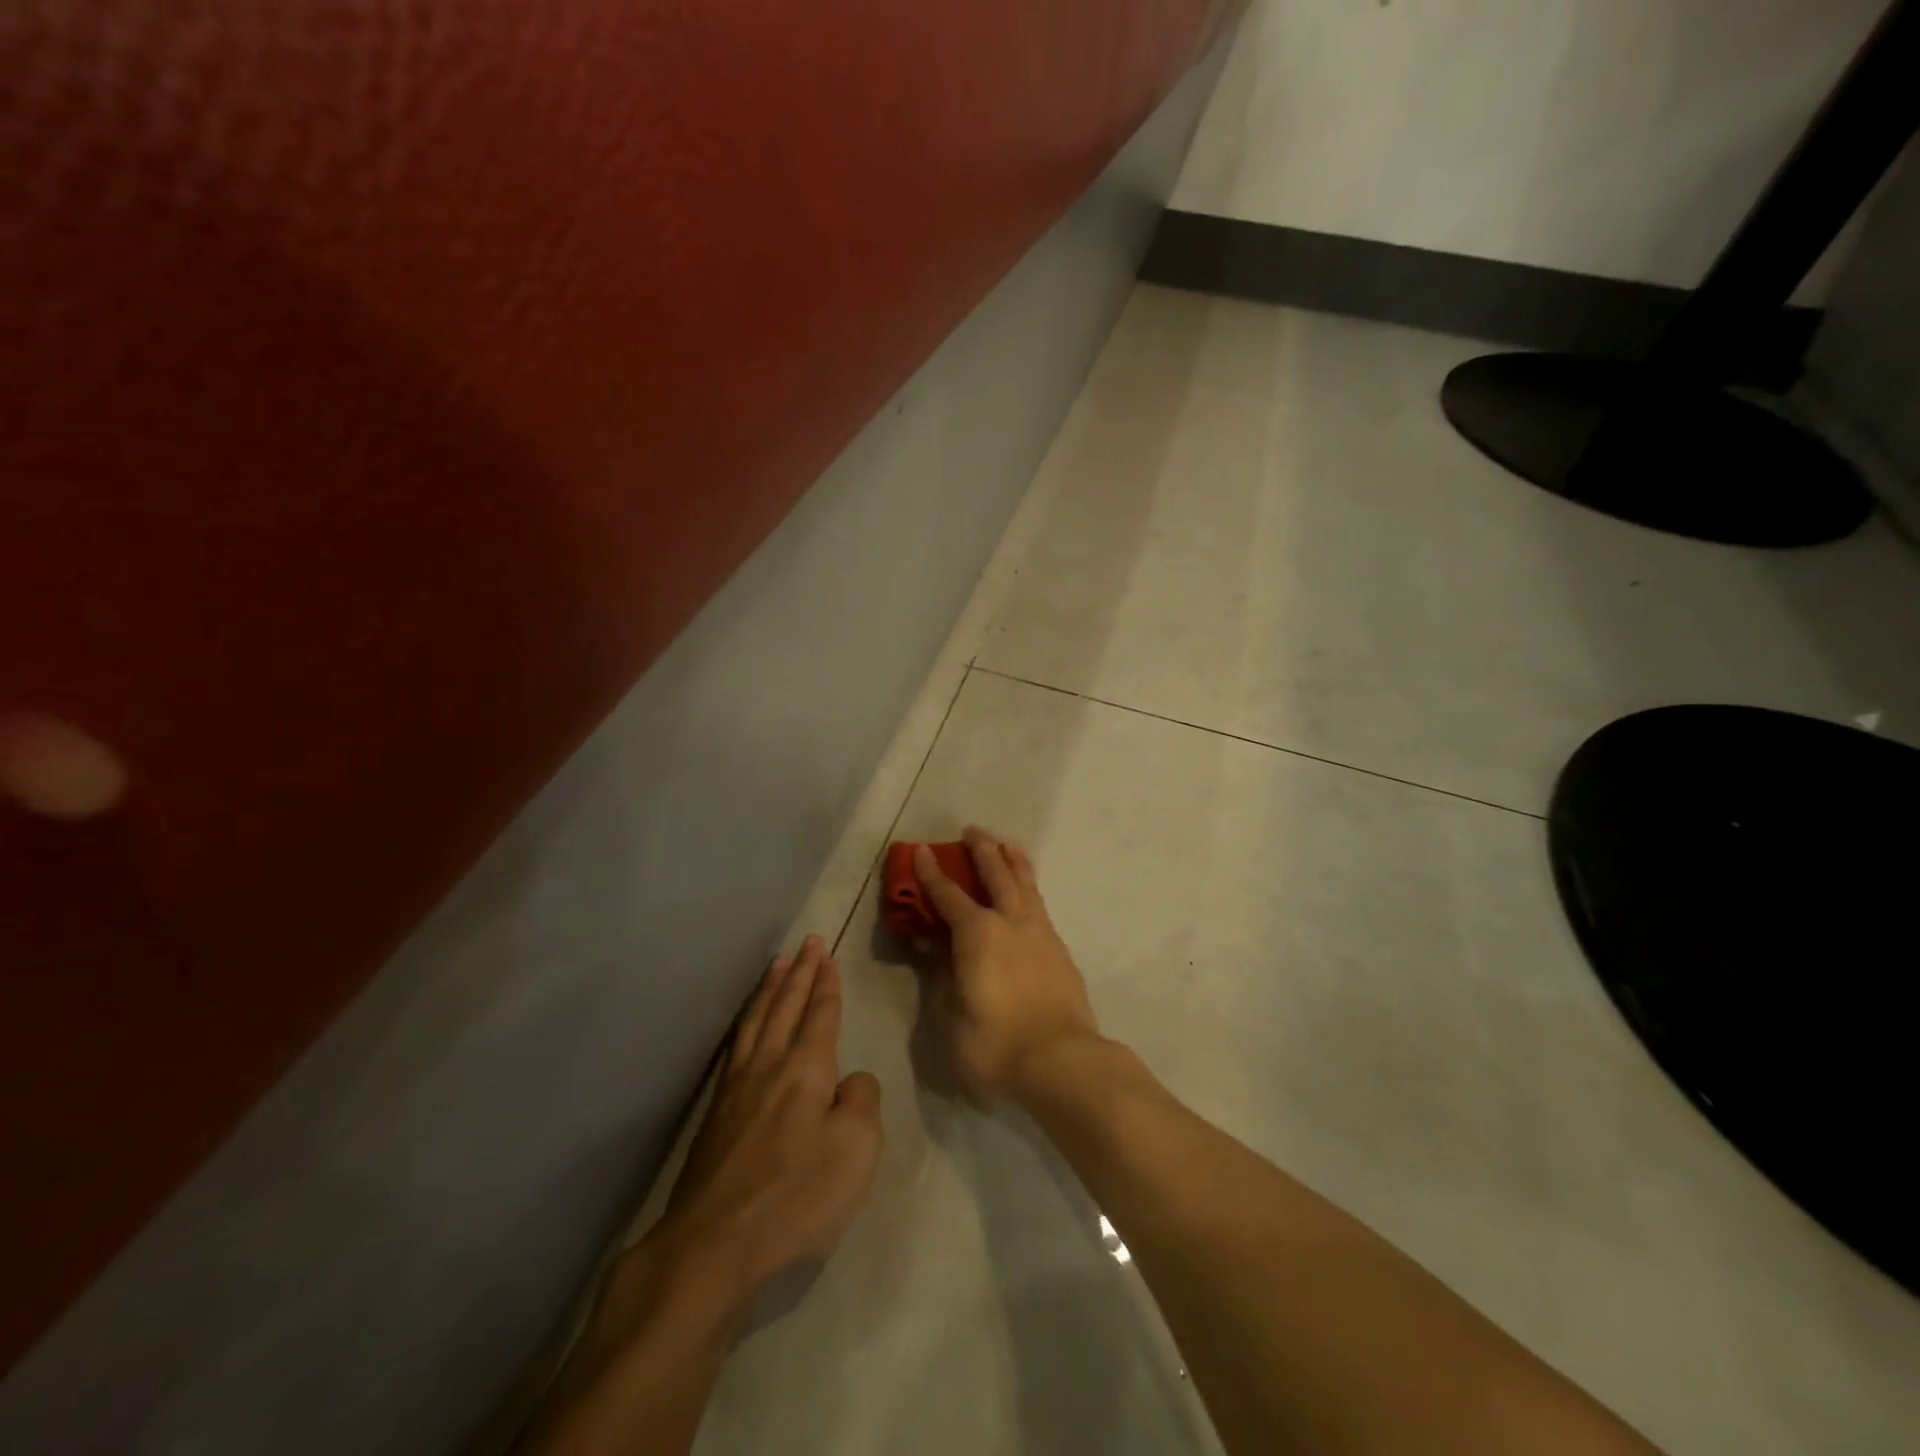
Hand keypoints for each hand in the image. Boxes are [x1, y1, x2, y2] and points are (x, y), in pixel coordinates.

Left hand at [648, 936, 883, 1307]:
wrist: (713, 1245)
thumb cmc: (795, 1196)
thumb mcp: (855, 1150)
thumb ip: (862, 1102)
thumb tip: (851, 1080)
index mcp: (806, 1068)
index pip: (820, 1013)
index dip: (826, 984)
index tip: (827, 955)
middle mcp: (769, 1064)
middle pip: (785, 1006)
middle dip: (800, 972)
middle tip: (808, 942)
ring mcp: (736, 1087)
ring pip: (757, 1020)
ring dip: (770, 988)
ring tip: (777, 964)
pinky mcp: (716, 1113)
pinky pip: (736, 1044)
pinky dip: (747, 1020)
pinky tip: (747, 1024)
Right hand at [914, 827, 1101, 1106]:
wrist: (1061, 1061)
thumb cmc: (994, 1043)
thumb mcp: (950, 1015)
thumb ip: (941, 975)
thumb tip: (931, 946)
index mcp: (977, 933)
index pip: (948, 894)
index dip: (931, 873)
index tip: (921, 849)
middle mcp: (1010, 922)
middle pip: (996, 874)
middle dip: (982, 850)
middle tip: (973, 830)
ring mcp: (1040, 934)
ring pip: (1026, 885)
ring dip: (1014, 861)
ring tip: (1009, 844)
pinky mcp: (1061, 952)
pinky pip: (1042, 907)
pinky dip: (1032, 891)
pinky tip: (1030, 898)